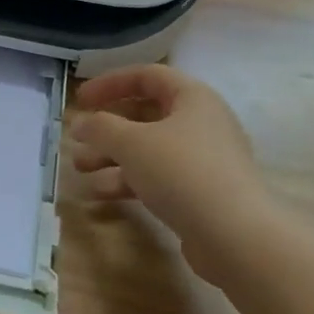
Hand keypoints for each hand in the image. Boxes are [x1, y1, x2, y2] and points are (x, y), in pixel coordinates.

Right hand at [70, 66, 272, 279]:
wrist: (236, 237)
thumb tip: (80, 124)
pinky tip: (101, 194)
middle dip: (106, 128)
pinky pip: (158, 177)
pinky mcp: (201, 194)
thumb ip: (100, 127)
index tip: (81, 100)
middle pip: (145, 115)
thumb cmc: (182, 172)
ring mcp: (203, 161)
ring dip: (111, 157)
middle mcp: (201, 123)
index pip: (146, 76)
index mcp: (192, 98)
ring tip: (80, 170)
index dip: (110, 83)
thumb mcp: (131, 142)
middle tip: (76, 140)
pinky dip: (129, 181)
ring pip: (148, 149)